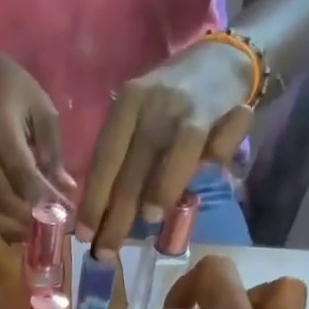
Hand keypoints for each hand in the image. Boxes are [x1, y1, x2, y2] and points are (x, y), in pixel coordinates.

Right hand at [0, 47, 76, 241]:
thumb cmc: (10, 88)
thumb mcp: (40, 109)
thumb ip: (52, 151)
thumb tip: (66, 188)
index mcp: (1, 131)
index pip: (23, 172)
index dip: (44, 197)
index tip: (65, 213)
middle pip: (4, 197)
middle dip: (31, 218)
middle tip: (54, 230)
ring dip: (15, 226)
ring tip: (38, 234)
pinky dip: (1, 221)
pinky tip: (18, 228)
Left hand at [76, 41, 257, 256]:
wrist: (223, 57)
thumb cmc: (171, 104)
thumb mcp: (139, 122)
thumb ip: (125, 160)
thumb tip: (105, 216)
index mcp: (125, 107)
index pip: (104, 160)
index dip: (94, 201)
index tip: (85, 235)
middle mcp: (151, 104)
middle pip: (131, 167)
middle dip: (118, 215)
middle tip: (108, 250)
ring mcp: (186, 107)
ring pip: (173, 155)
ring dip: (161, 189)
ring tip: (150, 219)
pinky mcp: (220, 111)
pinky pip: (215, 146)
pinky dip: (214, 161)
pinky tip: (210, 175)